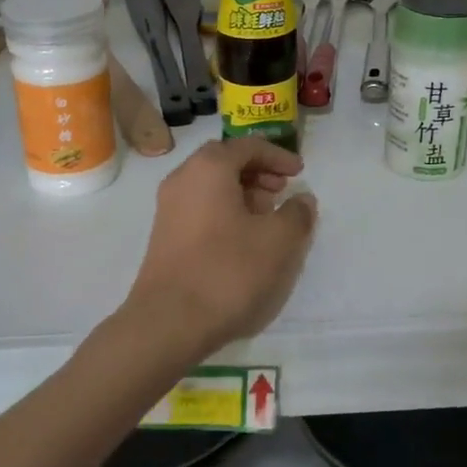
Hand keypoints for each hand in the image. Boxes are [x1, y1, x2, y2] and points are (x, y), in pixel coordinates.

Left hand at [124, 137, 317, 358]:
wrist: (168, 321)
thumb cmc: (228, 271)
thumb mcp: (278, 241)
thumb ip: (297, 214)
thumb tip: (302, 200)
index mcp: (209, 167)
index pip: (248, 146)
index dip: (278, 156)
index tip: (300, 172)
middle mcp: (183, 178)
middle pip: (225, 161)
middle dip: (258, 172)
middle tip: (282, 191)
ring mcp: (169, 207)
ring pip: (211, 185)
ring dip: (242, 193)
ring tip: (267, 217)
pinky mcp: (165, 234)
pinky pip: (200, 206)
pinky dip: (225, 210)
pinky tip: (243, 239)